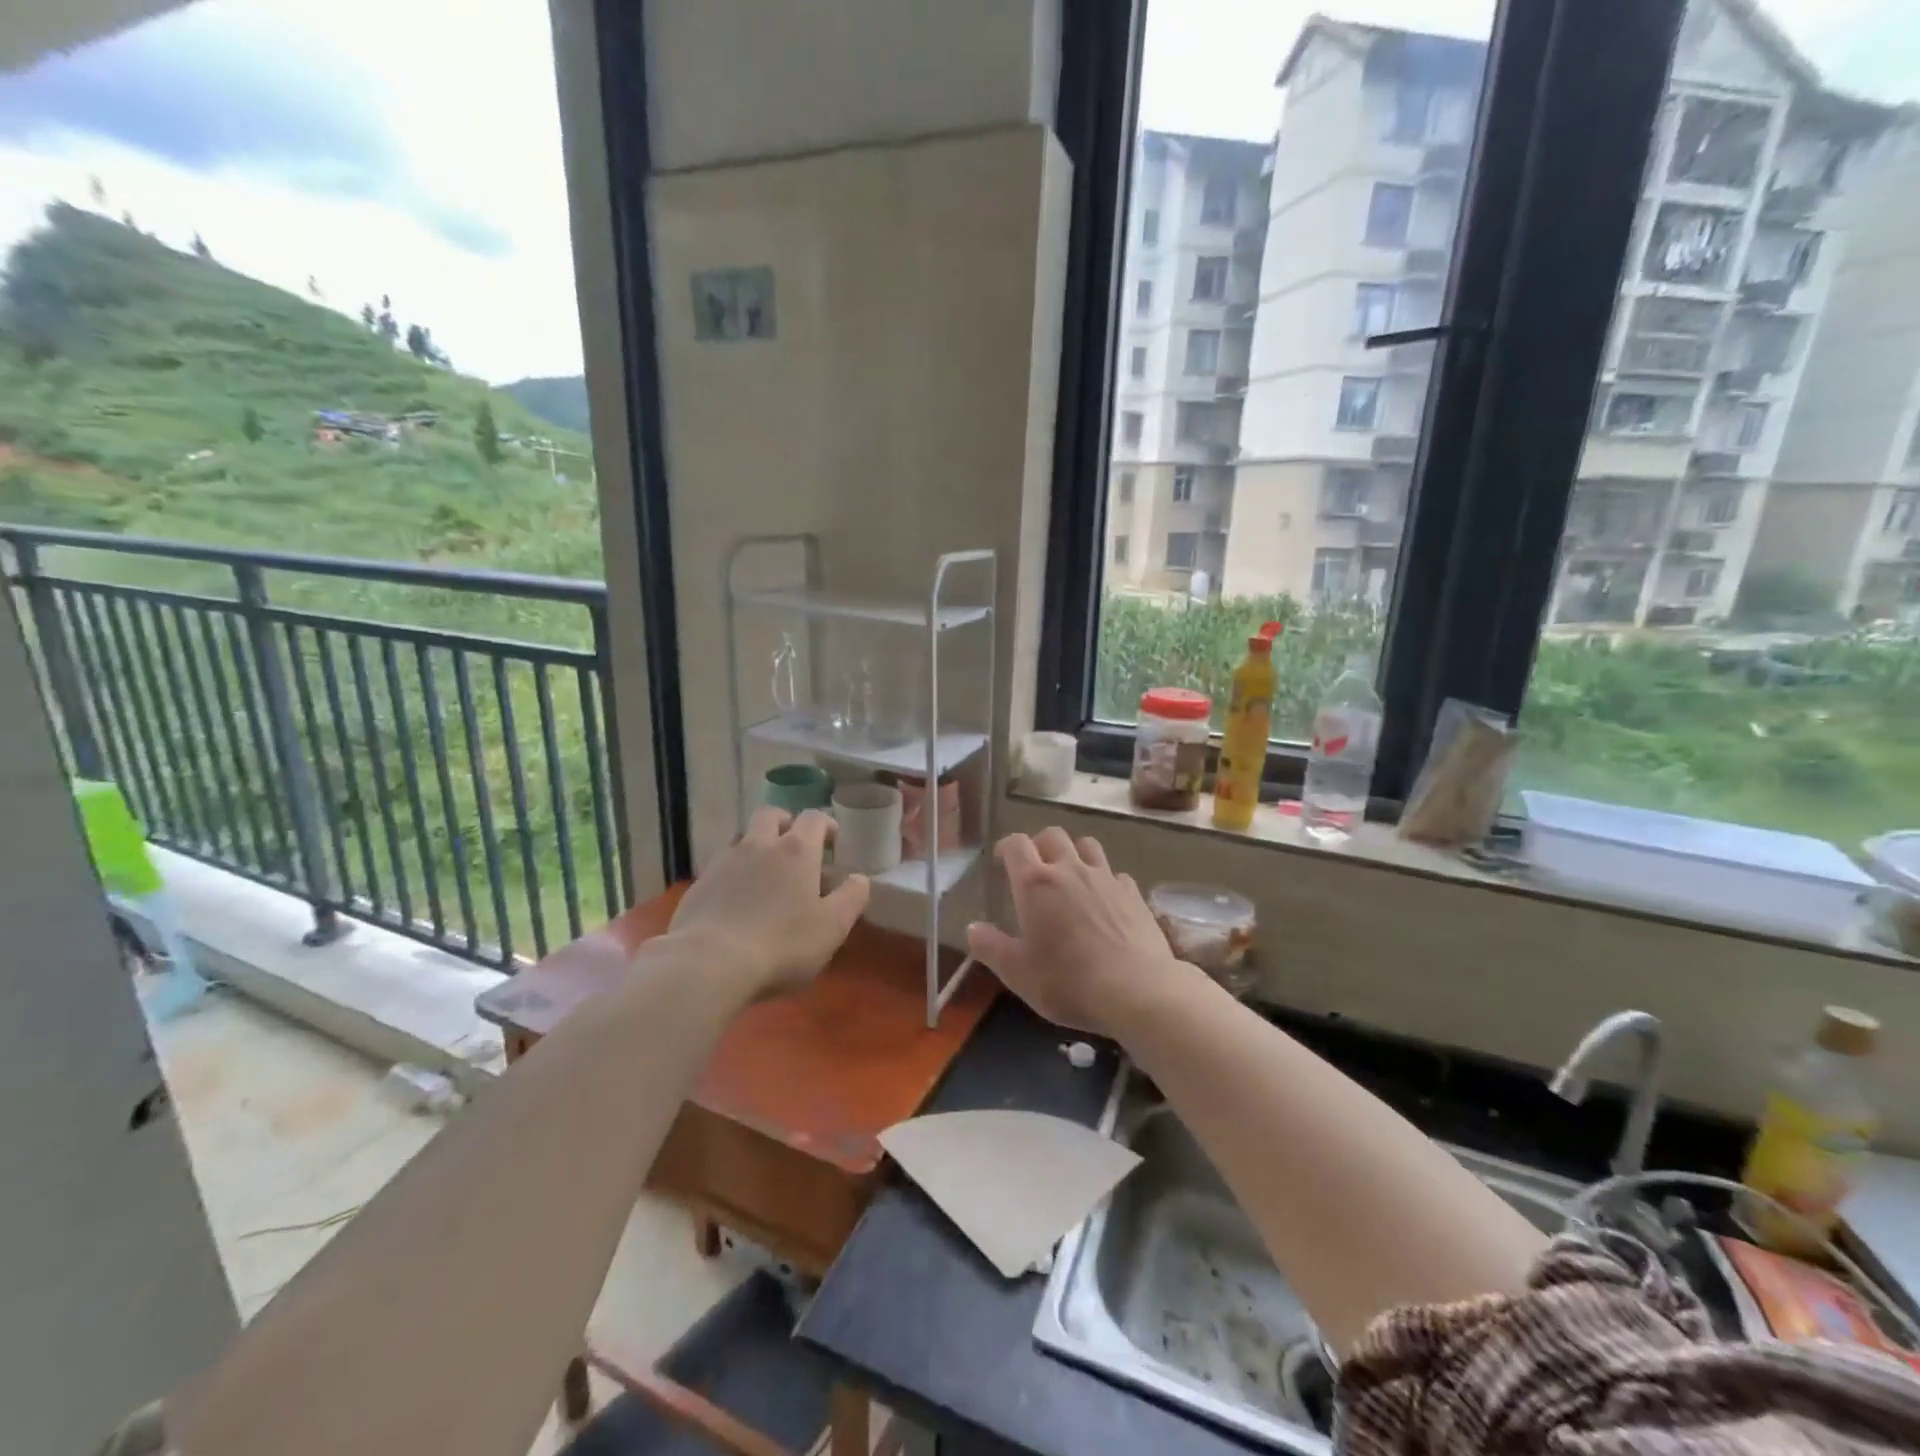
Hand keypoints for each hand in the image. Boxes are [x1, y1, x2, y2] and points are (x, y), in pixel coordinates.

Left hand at [669, 808, 870, 998]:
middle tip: (795, 845)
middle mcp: (760, 844)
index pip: (814, 818)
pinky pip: (721, 864)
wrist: (709, 963)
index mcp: (797, 850)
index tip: (832, 840)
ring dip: (757, 844)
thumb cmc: (782, 944)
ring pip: (743, 836)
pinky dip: (733, 871)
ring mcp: (725, 861)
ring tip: (764, 871)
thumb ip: (851, 898)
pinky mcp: (699, 883)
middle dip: (786, 823)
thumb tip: (860, 878)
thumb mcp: (832, 927)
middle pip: (772, 815)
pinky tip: (736, 897)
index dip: (826, 824)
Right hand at [966, 828, 1180, 1037]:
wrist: (1137, 991)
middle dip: (1039, 845)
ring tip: (1070, 876)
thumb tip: (972, 928)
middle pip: (1052, 835)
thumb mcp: (1018, 973)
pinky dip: (1104, 879)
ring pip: (1087, 845)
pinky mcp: (1134, 893)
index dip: (1007, 847)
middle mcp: (1070, 869)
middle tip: (1034, 868)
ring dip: (1074, 853)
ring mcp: (1106, 878)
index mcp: (1036, 883)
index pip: (1017, 844)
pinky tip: (1104, 901)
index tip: (1002, 862)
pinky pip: (1115, 873)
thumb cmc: (1068, 982)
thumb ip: (991, 947)